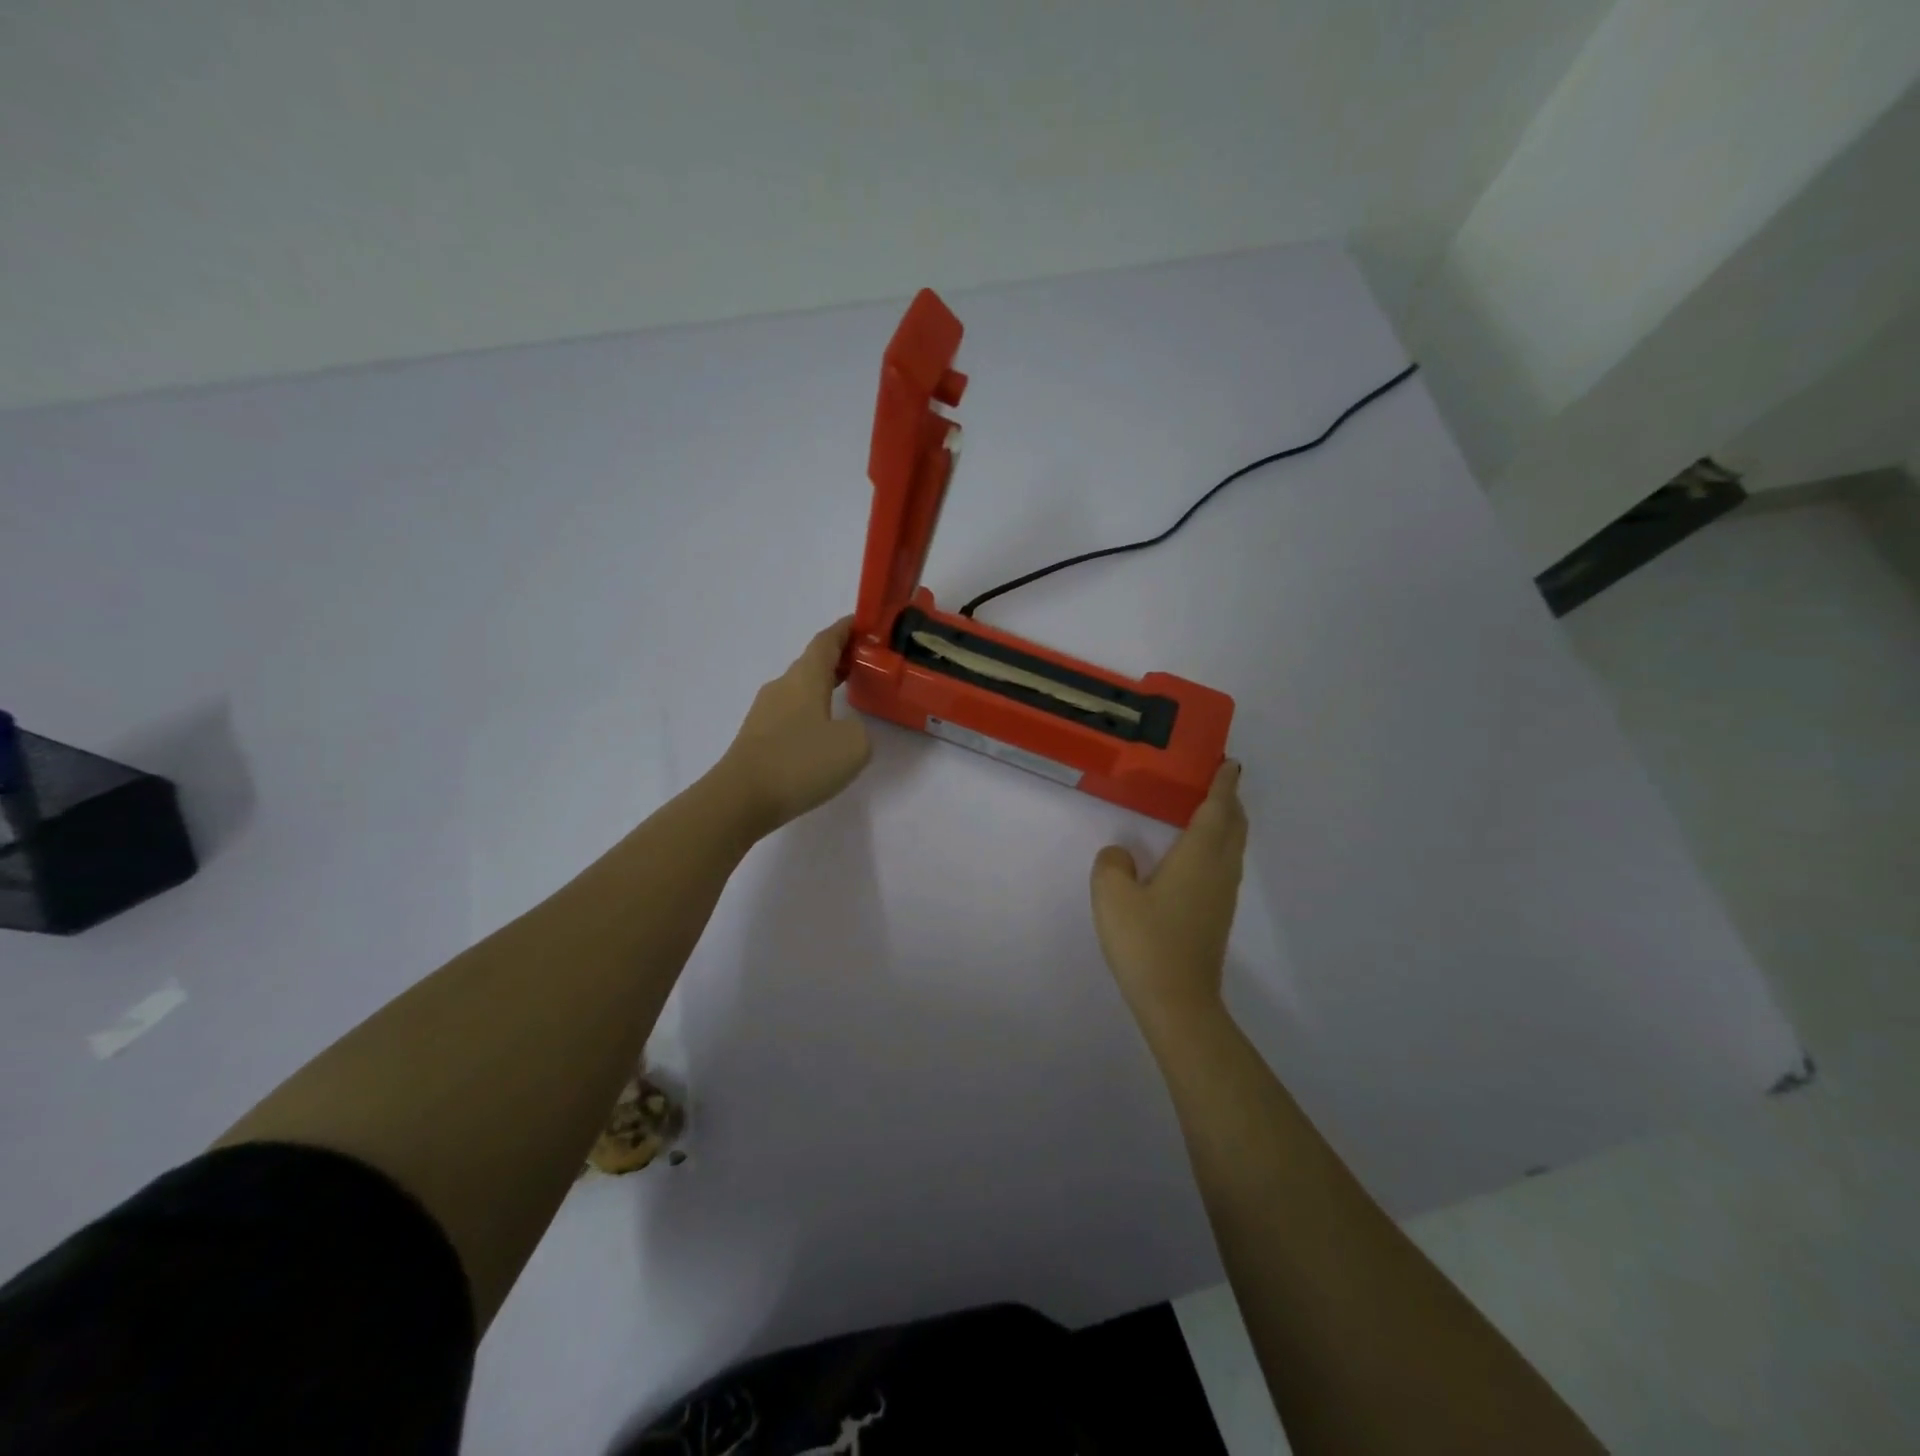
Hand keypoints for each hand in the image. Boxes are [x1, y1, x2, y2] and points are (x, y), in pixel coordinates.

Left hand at [719, 618, 872, 835]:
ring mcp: (764, 712)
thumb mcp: (854, 745)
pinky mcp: (757, 737)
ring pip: (799, 689)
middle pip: (812, 663)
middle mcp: (782, 686)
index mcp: (805, 678)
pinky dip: (810, 712)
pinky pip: (790, 713)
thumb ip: (860, 730)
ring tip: (847, 698)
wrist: (741, 798)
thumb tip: (846, 729)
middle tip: (865, 664)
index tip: (862, 623)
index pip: (826, 641)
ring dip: (823, 687)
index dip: (845, 630)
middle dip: (838, 659)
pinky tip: (822, 734)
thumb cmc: (800, 762)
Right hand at [1090, 761, 1246, 1029]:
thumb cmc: (1146, 941)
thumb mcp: (1112, 896)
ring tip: (1211, 811)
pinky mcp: (1216, 916)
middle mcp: (1218, 871)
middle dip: (1230, 801)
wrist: (1177, 1001)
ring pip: (1232, 848)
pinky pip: (1224, 865)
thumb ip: (1113, 865)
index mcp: (1198, 856)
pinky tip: (1198, 856)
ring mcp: (1221, 896)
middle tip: (1220, 781)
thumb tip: (1121, 856)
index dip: (1223, 785)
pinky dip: (1219, 846)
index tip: (1230, 763)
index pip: (1217, 810)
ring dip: (1227, 824)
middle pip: (1233, 826)